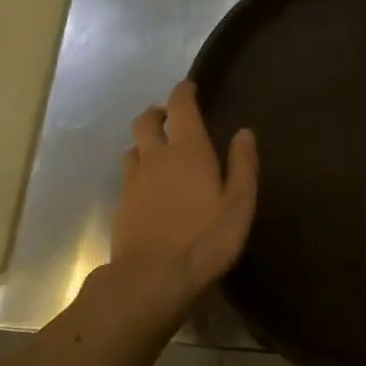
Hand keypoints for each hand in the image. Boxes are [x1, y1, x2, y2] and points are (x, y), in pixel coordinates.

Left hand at [111, 81, 257, 305]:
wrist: (152, 278)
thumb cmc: (205, 240)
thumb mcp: (239, 205)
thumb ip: (242, 166)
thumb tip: (244, 132)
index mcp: (187, 150)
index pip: (180, 106)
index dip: (183, 92)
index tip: (189, 87)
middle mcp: (156, 157)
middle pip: (146, 121)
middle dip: (158, 113)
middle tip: (170, 119)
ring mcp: (133, 181)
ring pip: (133, 148)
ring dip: (145, 142)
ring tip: (159, 152)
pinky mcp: (121, 205)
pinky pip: (128, 176)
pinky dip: (139, 171)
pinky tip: (149, 188)